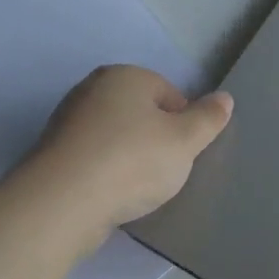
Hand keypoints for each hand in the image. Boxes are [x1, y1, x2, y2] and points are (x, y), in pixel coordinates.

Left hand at [24, 65, 232, 236]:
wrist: (64, 202)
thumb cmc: (133, 162)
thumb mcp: (185, 141)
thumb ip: (208, 119)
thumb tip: (225, 98)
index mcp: (125, 76)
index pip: (170, 94)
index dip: (184, 125)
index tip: (183, 153)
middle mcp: (92, 89)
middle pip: (141, 114)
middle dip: (156, 140)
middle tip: (164, 171)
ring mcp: (68, 121)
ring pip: (117, 137)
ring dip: (130, 158)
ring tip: (138, 188)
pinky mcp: (54, 154)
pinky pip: (94, 159)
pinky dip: (107, 173)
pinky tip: (113, 195)